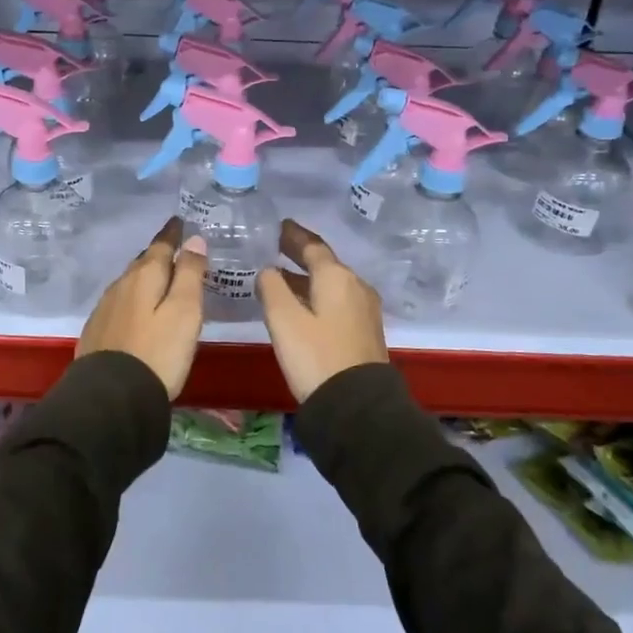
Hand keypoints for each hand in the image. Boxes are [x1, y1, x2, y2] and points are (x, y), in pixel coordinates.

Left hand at [76, 218, 207, 398]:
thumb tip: (194, 239)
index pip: (161, 245)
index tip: (180, 221)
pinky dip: (133, 299)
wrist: (111, 397)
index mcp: (144, 277)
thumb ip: (190, 274)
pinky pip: (120, 303)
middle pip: (143, 263)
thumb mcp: (185, 312)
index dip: (173, 233)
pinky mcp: (97, 331)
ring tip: (160, 280)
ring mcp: (105, 308)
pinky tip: (138, 311)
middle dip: (159, 255)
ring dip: (145, 277)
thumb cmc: (158, 352)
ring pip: (129, 283)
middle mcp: (121, 286)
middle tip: (175, 251)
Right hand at [256, 220, 388, 402]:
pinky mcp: (365, 331)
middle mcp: (356, 286)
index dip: (294, 235)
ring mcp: (364, 309)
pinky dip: (317, 295)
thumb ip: (272, 288)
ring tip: (281, 277)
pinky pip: (337, 301)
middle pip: (325, 263)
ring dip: (307, 277)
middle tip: (277, 246)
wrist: (357, 406)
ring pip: (331, 283)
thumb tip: (268, 270)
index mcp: (337, 277)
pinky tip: (302, 306)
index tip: (280, 226)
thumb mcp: (284, 320)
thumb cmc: (316, 356)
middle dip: (300, 254)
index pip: (313, 246)